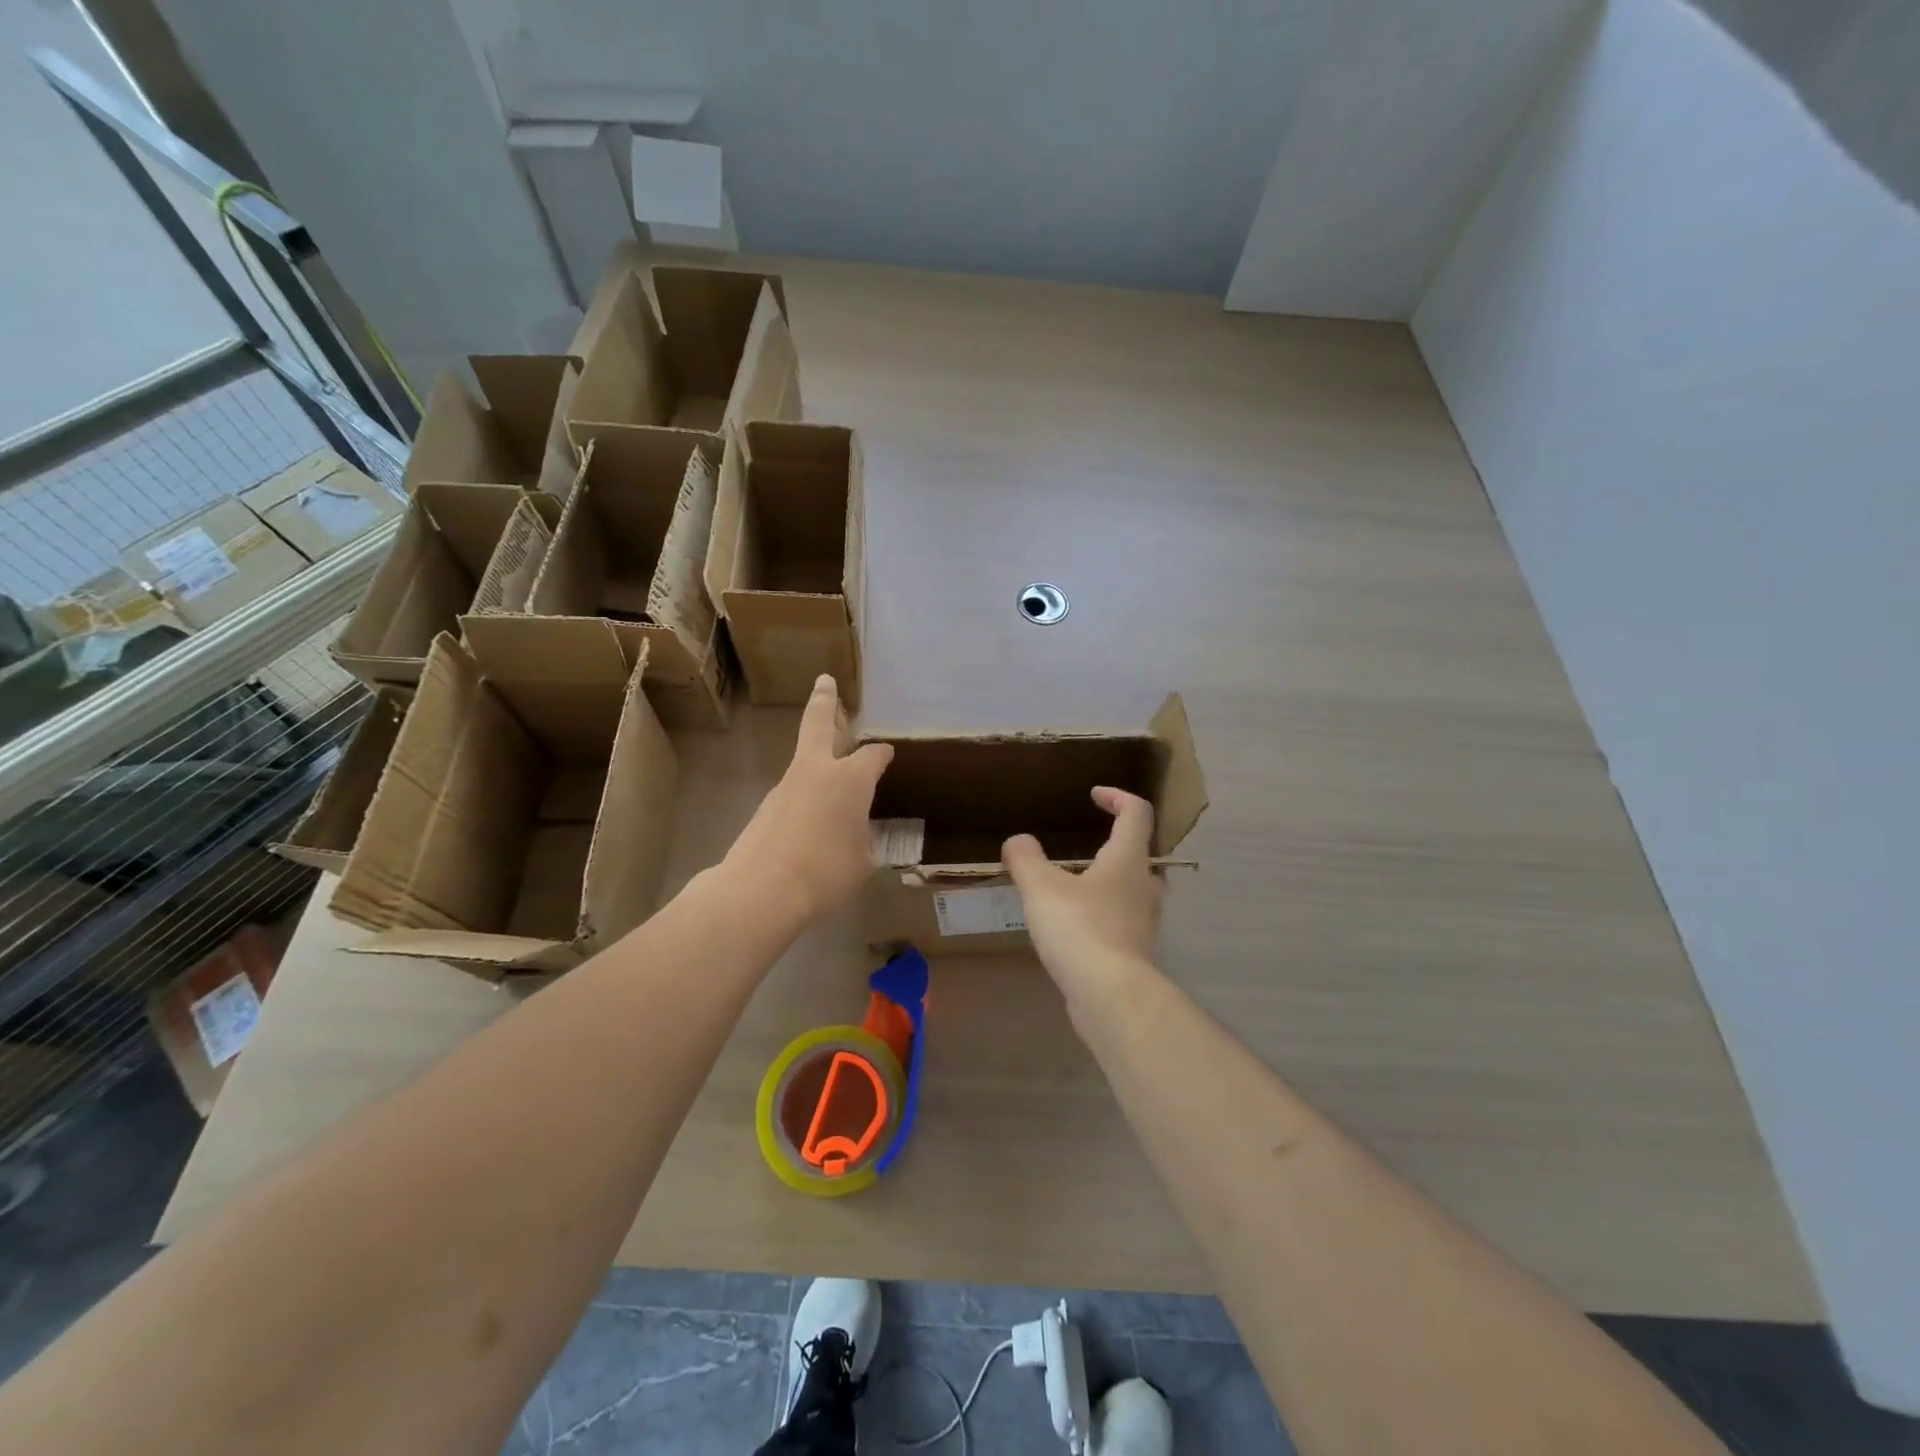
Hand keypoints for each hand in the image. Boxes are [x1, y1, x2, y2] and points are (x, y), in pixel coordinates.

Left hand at [724, 675, 892, 925]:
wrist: (760, 890)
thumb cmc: (825, 873)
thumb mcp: (863, 860)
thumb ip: (864, 839)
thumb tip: (856, 834)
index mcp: (849, 779)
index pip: (873, 756)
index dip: (883, 754)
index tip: (888, 755)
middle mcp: (817, 771)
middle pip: (818, 723)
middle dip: (825, 701)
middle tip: (825, 681)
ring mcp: (786, 786)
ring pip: (804, 759)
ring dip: (815, 754)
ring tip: (829, 770)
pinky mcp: (766, 807)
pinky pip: (793, 792)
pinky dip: (804, 795)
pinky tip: (811, 820)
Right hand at [1003, 787, 1161, 1000]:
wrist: (1110, 995)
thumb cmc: (1079, 928)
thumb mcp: (1041, 888)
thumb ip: (1026, 858)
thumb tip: (1018, 841)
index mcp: (1128, 859)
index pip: (1136, 813)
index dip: (1117, 797)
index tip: (1094, 795)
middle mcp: (1144, 885)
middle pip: (1136, 852)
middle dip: (1112, 842)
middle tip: (1084, 844)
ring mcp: (1144, 921)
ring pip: (1129, 888)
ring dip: (1105, 880)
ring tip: (1071, 886)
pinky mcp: (1136, 950)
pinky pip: (1120, 920)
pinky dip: (1101, 913)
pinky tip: (1074, 927)